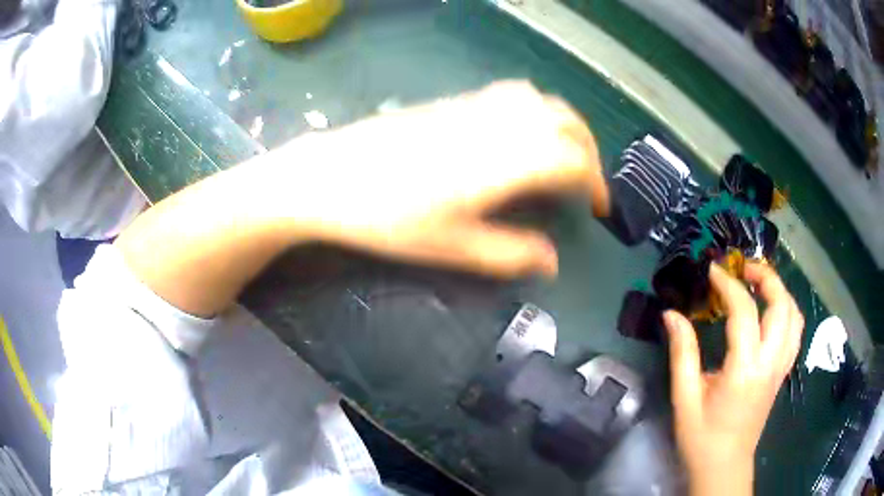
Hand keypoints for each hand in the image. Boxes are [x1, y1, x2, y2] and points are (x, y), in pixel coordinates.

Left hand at [271, 80, 608, 278]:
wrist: (330, 177)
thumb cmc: (387, 218)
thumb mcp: (452, 247)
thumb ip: (510, 254)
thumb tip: (552, 261)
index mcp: (503, 161)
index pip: (572, 159)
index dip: (596, 183)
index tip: (599, 208)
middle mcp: (497, 124)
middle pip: (565, 122)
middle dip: (589, 151)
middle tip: (588, 183)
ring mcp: (474, 106)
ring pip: (542, 101)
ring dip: (565, 126)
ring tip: (565, 156)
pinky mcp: (454, 102)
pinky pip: (512, 94)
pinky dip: (537, 110)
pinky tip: (525, 133)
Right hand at [663, 262, 803, 495]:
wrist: (724, 466)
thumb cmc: (701, 437)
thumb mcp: (685, 398)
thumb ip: (682, 353)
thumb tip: (671, 314)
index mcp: (745, 369)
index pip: (744, 311)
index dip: (728, 284)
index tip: (711, 270)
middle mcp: (770, 362)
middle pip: (781, 303)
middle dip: (764, 276)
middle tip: (741, 267)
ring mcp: (781, 366)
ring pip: (794, 314)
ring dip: (779, 289)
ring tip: (758, 282)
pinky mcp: (782, 372)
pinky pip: (795, 331)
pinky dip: (787, 310)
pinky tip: (772, 310)